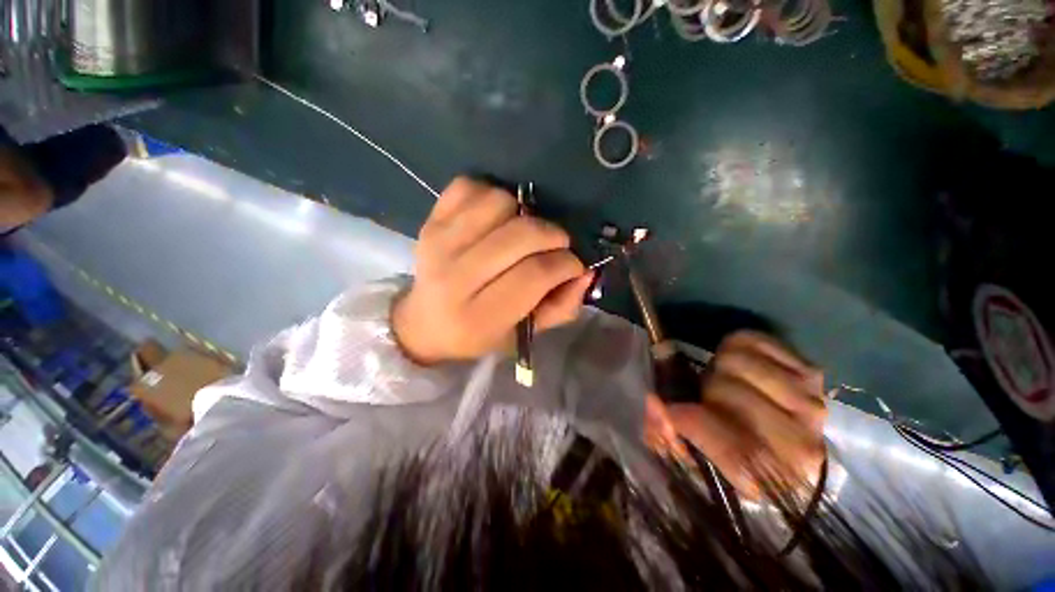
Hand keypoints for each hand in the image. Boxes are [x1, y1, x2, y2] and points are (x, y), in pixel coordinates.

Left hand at [393, 177, 593, 364]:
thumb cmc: (480, 333)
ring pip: (499, 202)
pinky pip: (469, 186)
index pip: (535, 274)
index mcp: (479, 316)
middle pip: (520, 234)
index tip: (572, 265)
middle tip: (556, 246)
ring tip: (522, 233)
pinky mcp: (430, 221)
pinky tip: (495, 218)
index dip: (565, 264)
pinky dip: (491, 195)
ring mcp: (438, 242)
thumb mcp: (525, 334)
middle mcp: (455, 277)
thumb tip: (585, 272)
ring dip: (522, 214)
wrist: (425, 323)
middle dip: (553, 235)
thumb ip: (561, 307)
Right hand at [644, 331, 827, 498]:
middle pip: (726, 390)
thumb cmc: (733, 456)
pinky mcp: (810, 372)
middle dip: (705, 391)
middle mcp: (799, 444)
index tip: (668, 409)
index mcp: (770, 480)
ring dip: (719, 368)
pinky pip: (752, 340)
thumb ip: (666, 435)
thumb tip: (654, 403)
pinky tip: (740, 367)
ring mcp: (809, 403)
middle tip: (706, 399)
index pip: (729, 447)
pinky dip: (735, 346)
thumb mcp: (693, 458)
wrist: (788, 447)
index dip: (689, 421)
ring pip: (737, 361)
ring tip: (724, 383)